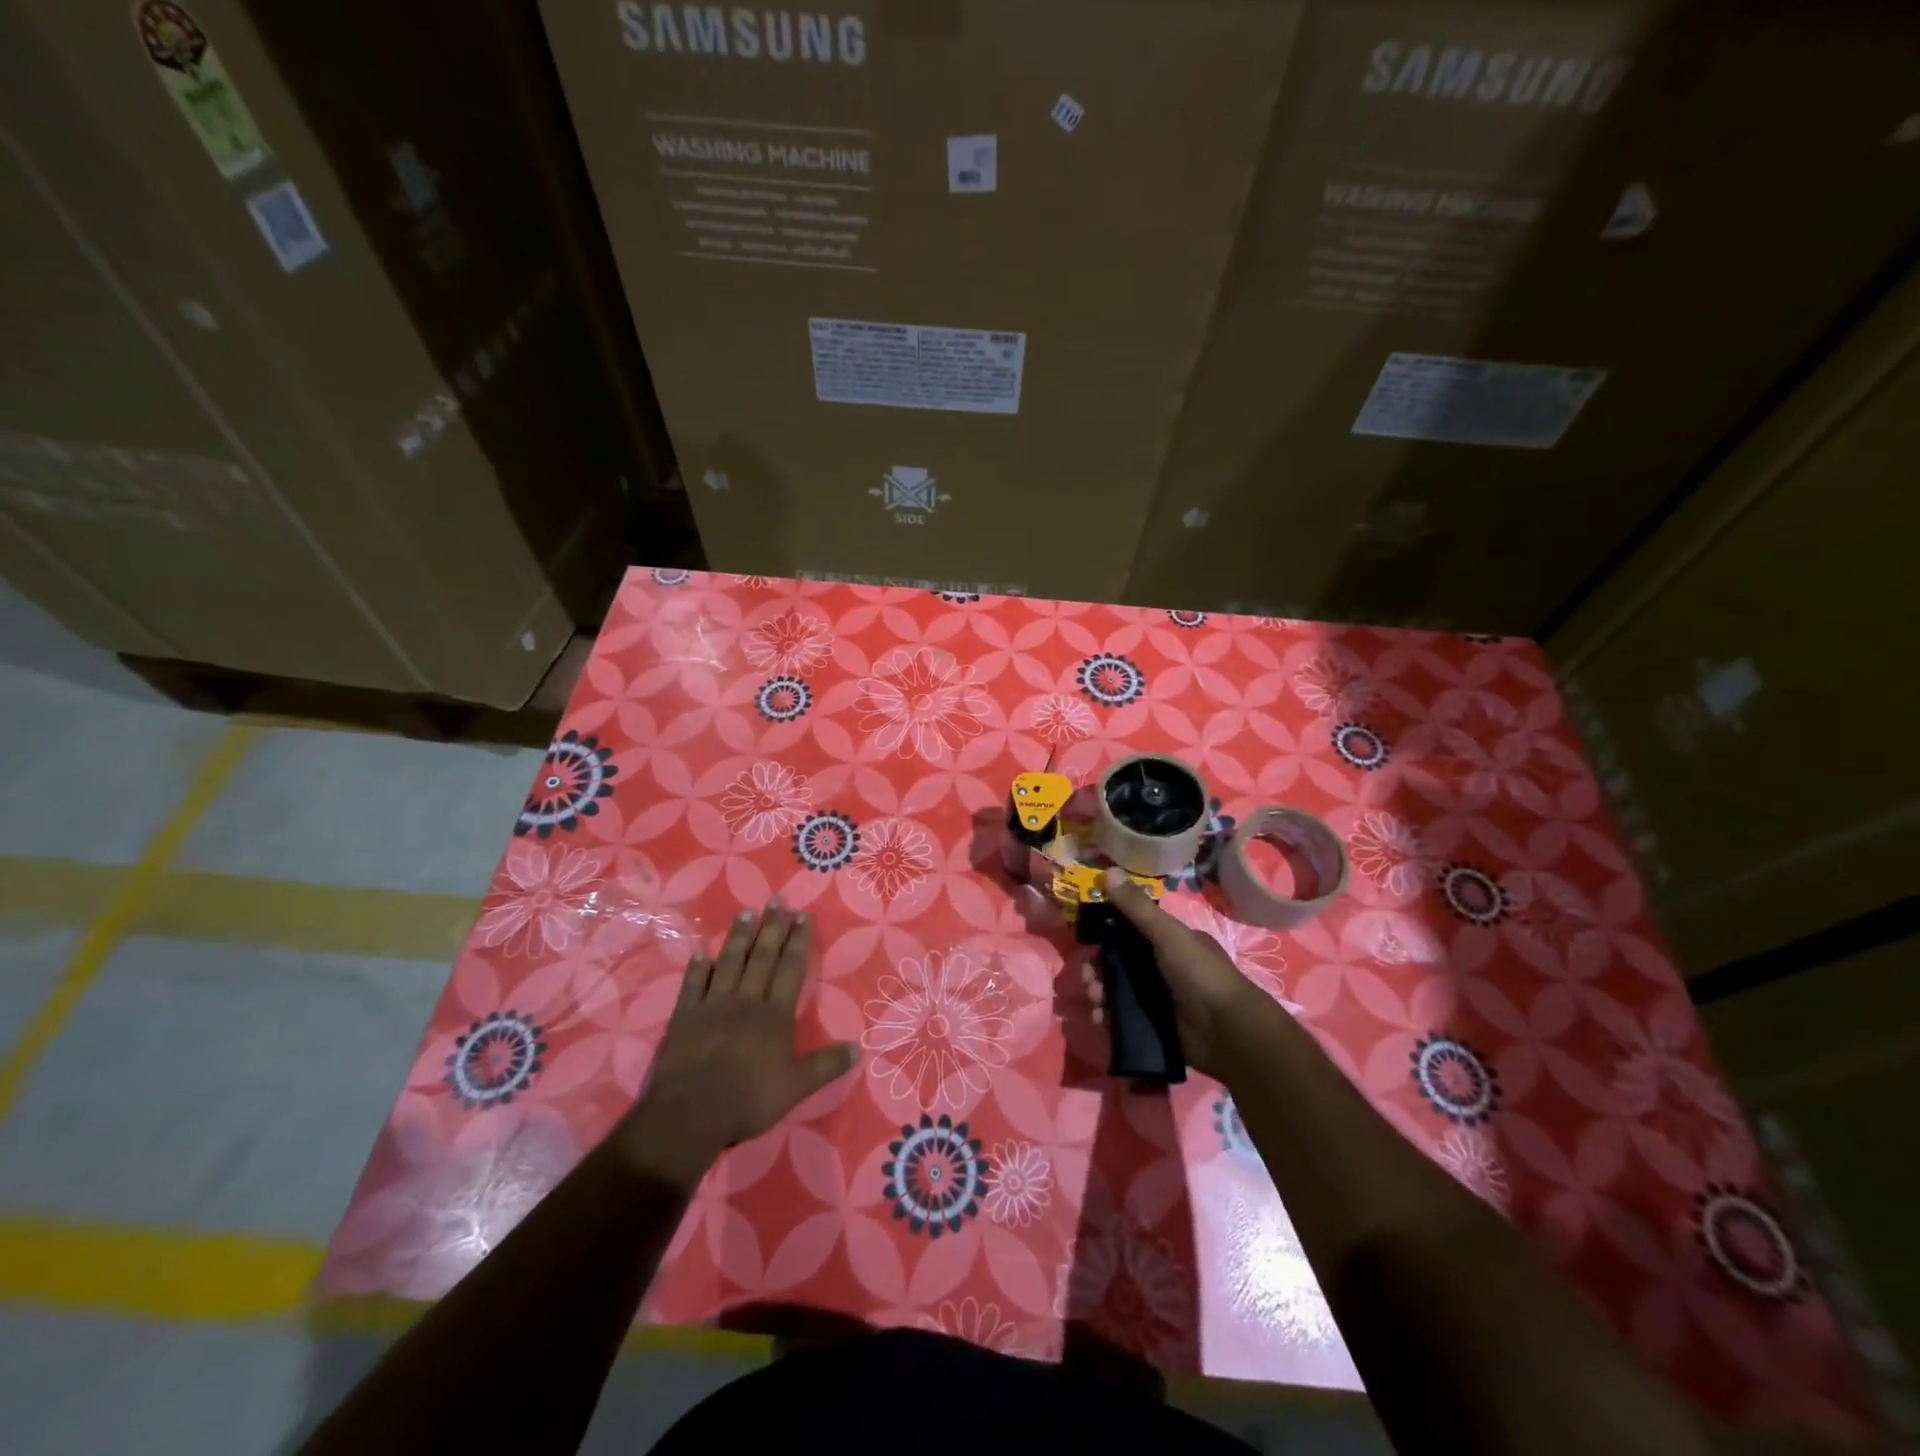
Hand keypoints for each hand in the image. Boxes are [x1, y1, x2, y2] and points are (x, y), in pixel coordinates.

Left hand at [617, 903, 858, 1181]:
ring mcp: (713, 1005)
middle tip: (776, 900)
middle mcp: (746, 1000)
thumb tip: (859, 1048)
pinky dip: (697, 968)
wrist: (691, 1112)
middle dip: (771, 927)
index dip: (797, 941)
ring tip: (746, 911)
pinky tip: (700, 952)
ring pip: (729, 962)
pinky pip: (692, 985)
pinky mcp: (684, 1017)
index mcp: (775, 1014)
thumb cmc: (749, 1098)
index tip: (802, 915)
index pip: (790, 969)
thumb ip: (827, 1065)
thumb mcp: (797, 1087)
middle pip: (761, 957)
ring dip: (739, 936)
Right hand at [1079, 866, 1276, 1079]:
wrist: (1228, 1032)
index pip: (1130, 931)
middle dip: (1098, 968)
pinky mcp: (1155, 1025)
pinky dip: (1109, 1017)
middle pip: (1119, 963)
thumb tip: (1107, 871)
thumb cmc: (1200, 974)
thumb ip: (1136, 907)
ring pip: (1118, 990)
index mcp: (1170, 941)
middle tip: (1088, 978)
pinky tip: (1101, 1020)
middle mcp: (1163, 967)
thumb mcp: (1167, 934)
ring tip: (1095, 1001)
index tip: (1086, 940)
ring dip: (1100, 992)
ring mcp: (1159, 998)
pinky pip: (1123, 1017)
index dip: (1106, 933)